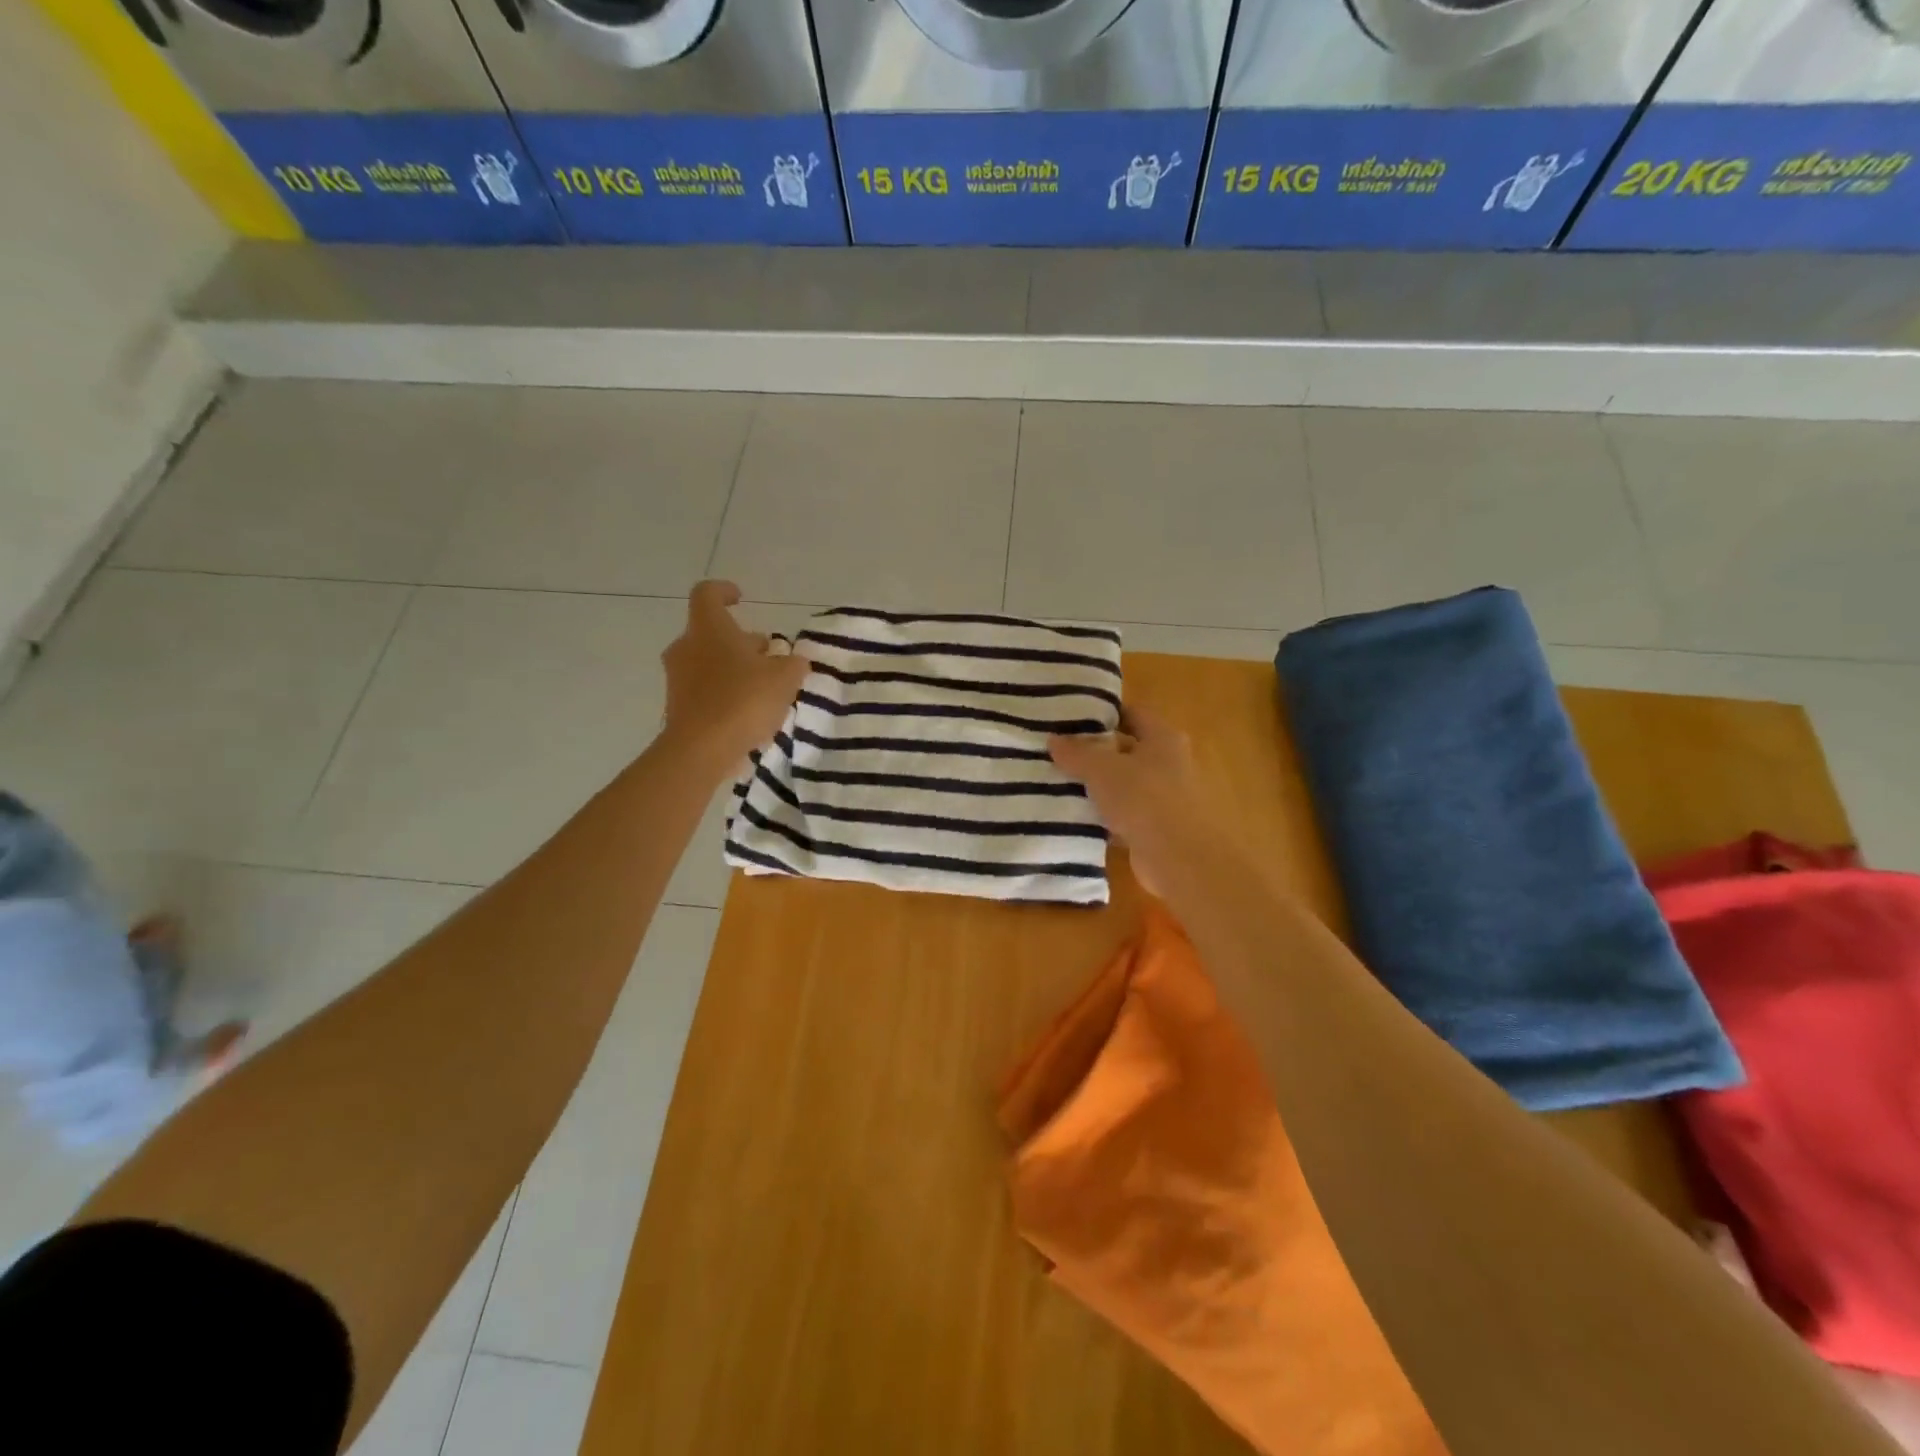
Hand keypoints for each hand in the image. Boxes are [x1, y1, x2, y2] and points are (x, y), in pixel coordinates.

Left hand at [661, 582, 809, 779]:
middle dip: (741, 641)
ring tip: (765, 687)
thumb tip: (793, 660)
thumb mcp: (785, 678)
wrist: (700, 751)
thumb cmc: (743, 700)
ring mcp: (678, 679)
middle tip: (770, 655)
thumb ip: (793, 664)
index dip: (724, 591)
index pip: (707, 594)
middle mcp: (686, 647)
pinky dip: (725, 693)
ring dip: (735, 668)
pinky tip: (750, 712)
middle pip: (713, 633)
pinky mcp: (678, 708)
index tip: (741, 598)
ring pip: (709, 662)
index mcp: (708, 629)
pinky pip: (705, 691)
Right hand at [1049, 705, 1217, 897]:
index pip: (1132, 713)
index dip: (1103, 714)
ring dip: (1098, 786)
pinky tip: (1076, 817)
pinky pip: (1124, 814)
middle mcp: (1169, 763)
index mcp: (1163, 738)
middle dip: (1095, 752)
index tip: (1071, 719)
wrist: (1179, 857)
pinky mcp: (1156, 828)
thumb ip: (1076, 753)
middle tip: (1058, 751)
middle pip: (1127, 749)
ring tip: (1059, 783)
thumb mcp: (1102, 769)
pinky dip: (1104, 816)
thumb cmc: (1144, 798)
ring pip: (1124, 784)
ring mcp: (1165, 797)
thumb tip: (1054, 739)